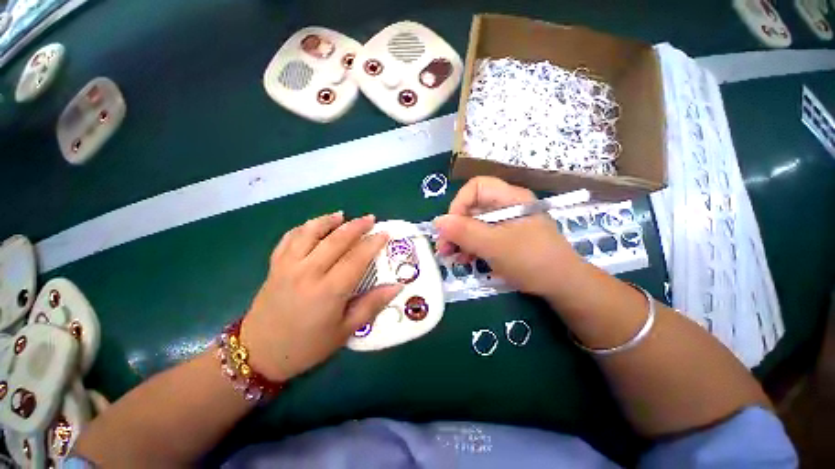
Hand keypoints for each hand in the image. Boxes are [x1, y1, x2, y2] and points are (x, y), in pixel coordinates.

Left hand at [240, 213, 401, 381]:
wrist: (259, 354)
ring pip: (310, 232)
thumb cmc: (308, 346)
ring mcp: (288, 266)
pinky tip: (314, 225)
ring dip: (328, 220)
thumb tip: (397, 286)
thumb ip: (372, 305)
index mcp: (329, 290)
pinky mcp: (275, 265)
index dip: (373, 243)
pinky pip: (289, 238)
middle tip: (370, 219)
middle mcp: (308, 272)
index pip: (357, 258)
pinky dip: (303, 227)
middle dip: (356, 226)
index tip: (384, 233)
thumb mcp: (345, 331)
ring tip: (342, 215)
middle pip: (336, 240)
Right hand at [435, 177, 579, 296]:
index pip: (476, 187)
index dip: (459, 204)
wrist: (562, 287)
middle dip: (455, 226)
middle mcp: (506, 206)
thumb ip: (465, 232)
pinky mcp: (504, 238)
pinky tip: (464, 259)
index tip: (450, 228)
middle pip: (472, 207)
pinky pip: (481, 236)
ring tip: (451, 256)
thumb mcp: (495, 246)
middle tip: (443, 248)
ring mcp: (505, 223)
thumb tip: (437, 221)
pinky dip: (470, 246)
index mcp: (510, 198)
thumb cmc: (532, 261)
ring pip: (474, 223)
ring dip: (459, 239)